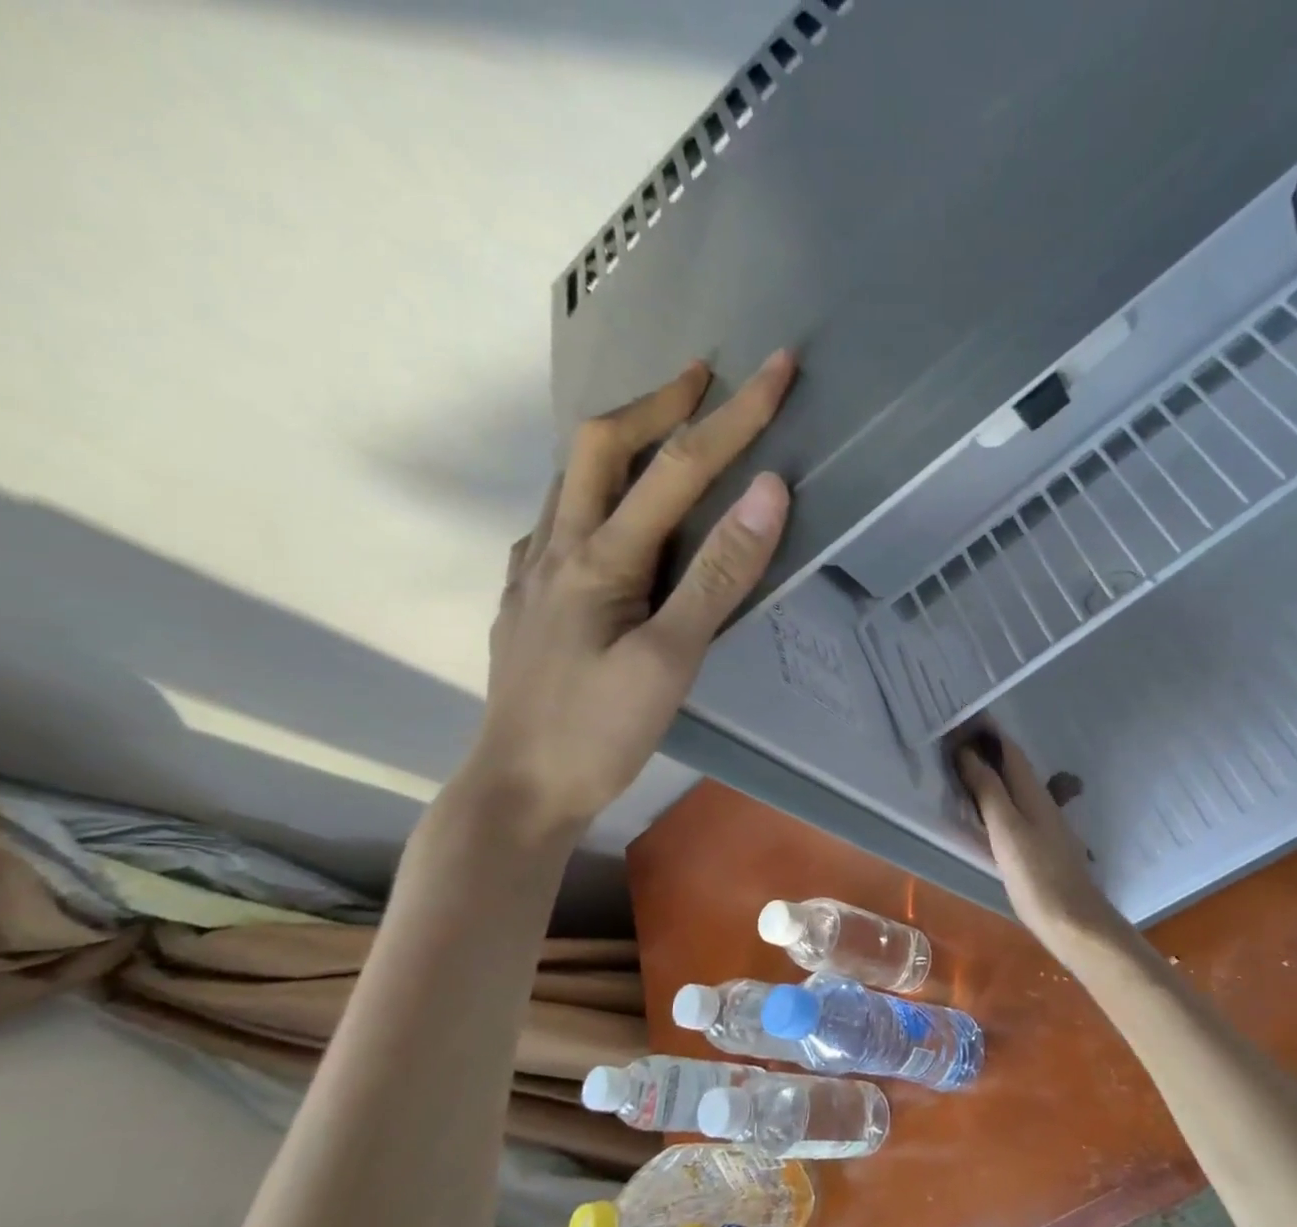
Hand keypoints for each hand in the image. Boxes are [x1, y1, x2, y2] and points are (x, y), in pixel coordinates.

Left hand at [469, 351, 795, 838]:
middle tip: (704, 380)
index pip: (676, 468)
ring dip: (620, 442)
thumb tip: (766, 494)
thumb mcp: (670, 662)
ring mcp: (532, 571)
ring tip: (663, 434)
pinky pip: (558, 519)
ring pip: (570, 478)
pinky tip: (611, 518)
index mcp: (598, 558)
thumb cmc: (598, 732)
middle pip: (598, 444)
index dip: (734, 416)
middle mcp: (557, 546)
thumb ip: (716, 577)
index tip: (778, 368)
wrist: (519, 788)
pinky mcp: (526, 598)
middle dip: (657, 402)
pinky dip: (593, 492)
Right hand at [956, 731, 1134, 957]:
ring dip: (991, 771)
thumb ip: (988, 791)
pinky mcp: (1039, 844)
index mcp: (1032, 793)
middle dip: (988, 748)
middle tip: (957, 736)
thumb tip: (968, 753)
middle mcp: (1040, 801)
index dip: (988, 732)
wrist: (1073, 920)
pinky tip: (985, 807)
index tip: (964, 716)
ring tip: (964, 764)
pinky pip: (1014, 807)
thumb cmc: (1036, 875)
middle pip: (1012, 766)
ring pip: (1014, 786)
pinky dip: (996, 796)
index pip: (1009, 751)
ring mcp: (1043, 824)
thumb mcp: (1006, 830)